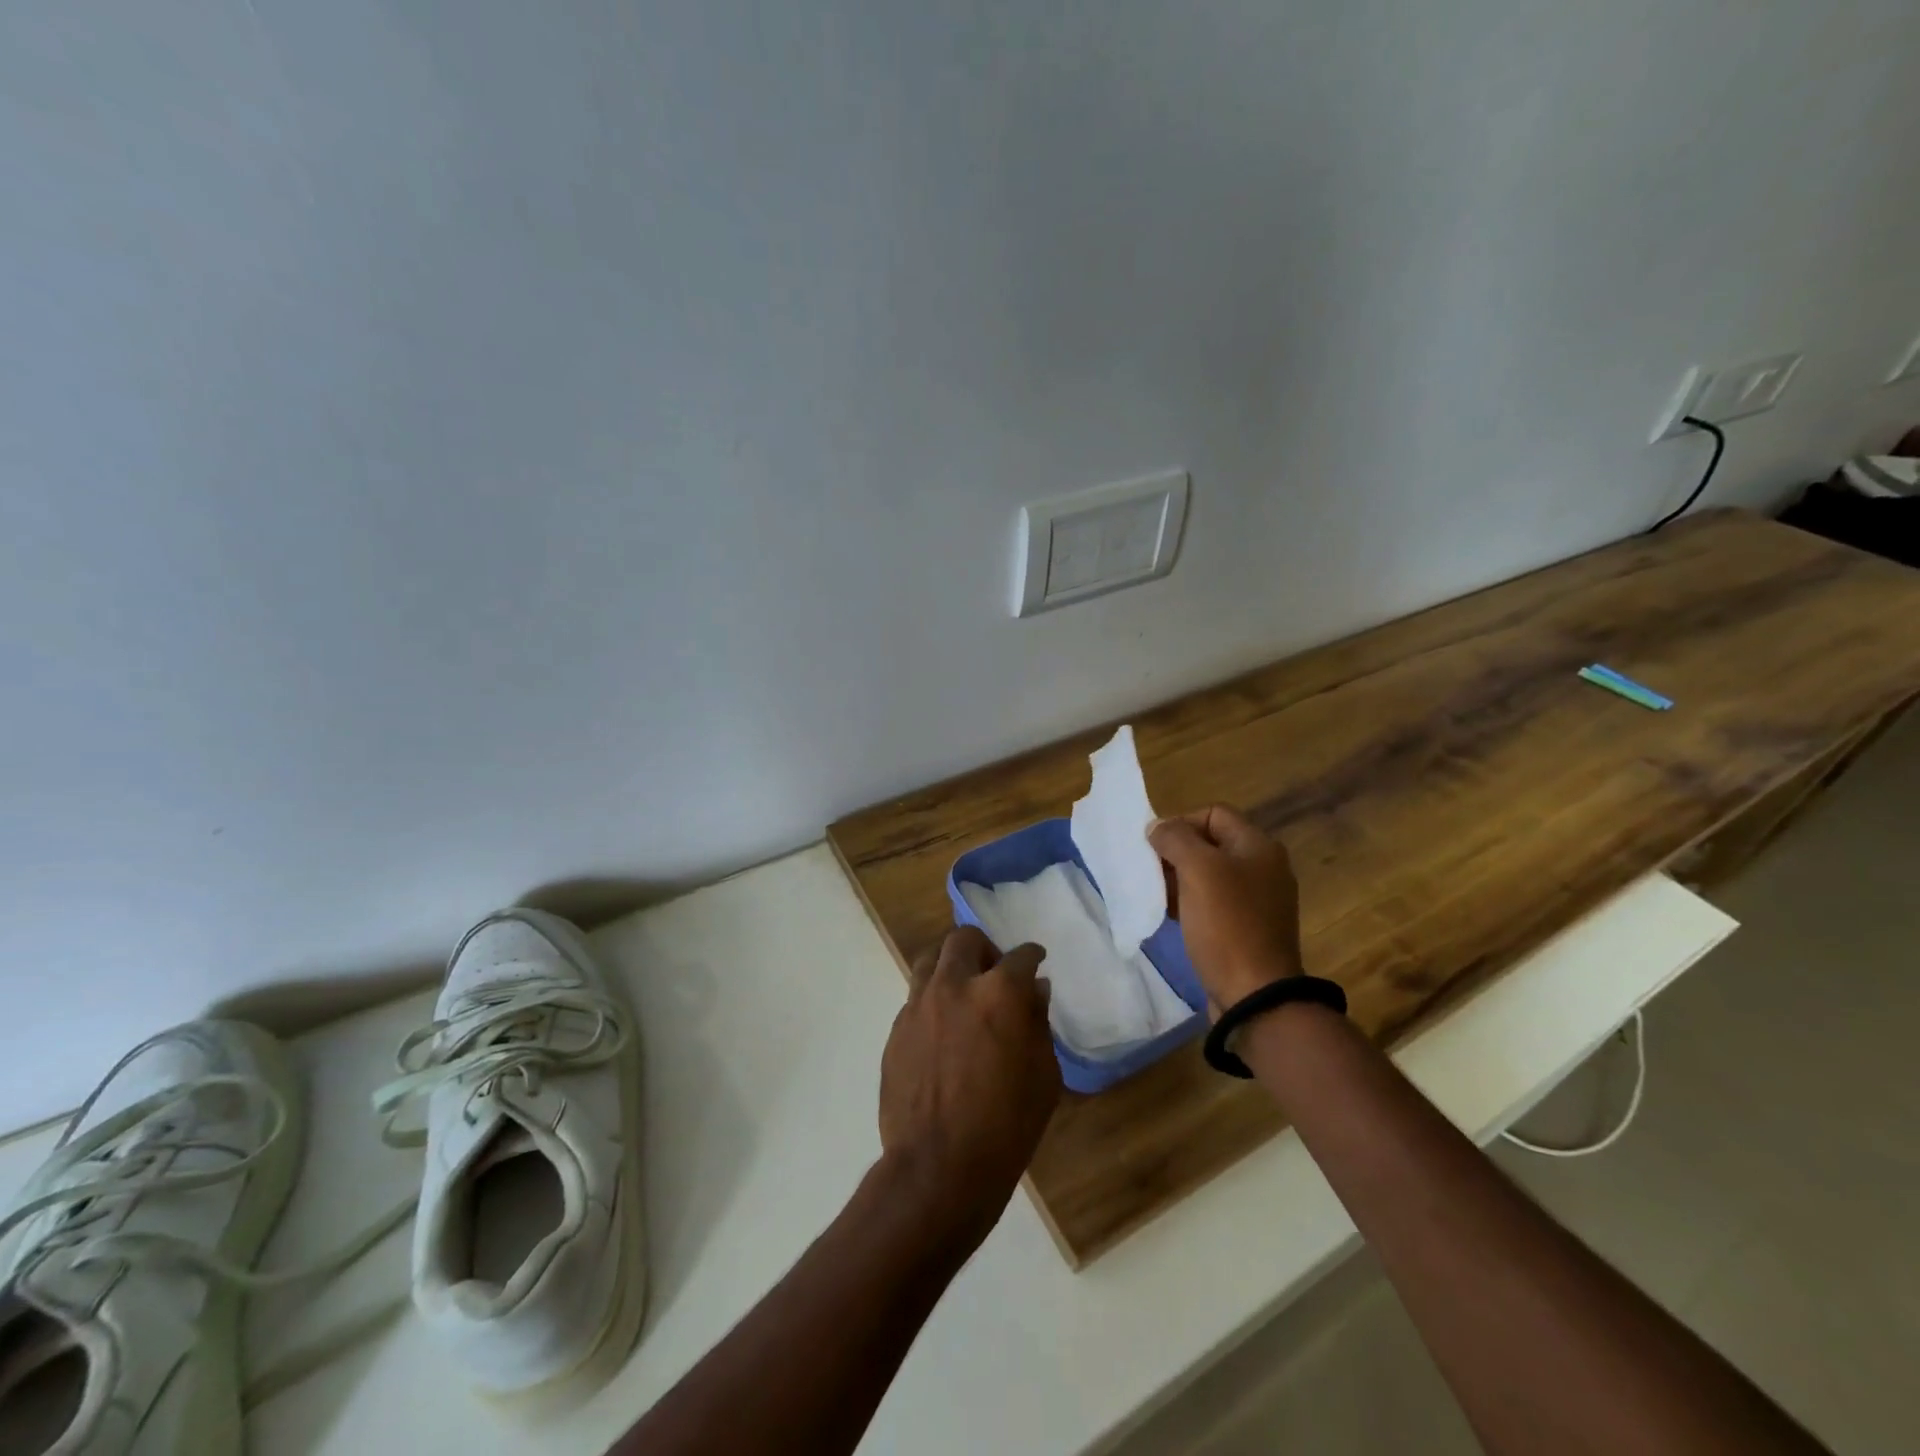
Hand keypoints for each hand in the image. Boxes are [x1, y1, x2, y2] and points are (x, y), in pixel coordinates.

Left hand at [878, 926, 1061, 1247]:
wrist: (937, 1167)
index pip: (1020, 956)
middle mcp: (954, 985)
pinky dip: (934, 998)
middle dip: (985, 949)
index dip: (1032, 956)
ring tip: (963, 989)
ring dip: (952, 964)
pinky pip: (916, 996)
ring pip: (931, 958)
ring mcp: (919, 1004)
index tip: (1036, 961)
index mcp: (998, 994)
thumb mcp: (1043, 1077)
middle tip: (995, 972)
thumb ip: (1038, 1023)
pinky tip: (943, 1027)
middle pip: (965, 939)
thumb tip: (1035, 990)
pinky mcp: (896, 1028)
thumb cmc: (1005, 1127)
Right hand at [1149, 804, 1305, 1013]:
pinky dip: (1189, 902)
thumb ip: (1175, 839)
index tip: (1155, 847)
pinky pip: (1212, 902)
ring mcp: (1256, 900)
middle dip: (1176, 852)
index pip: (1213, 813)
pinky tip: (1169, 914)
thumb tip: (1158, 828)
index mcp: (1258, 846)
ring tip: (1155, 893)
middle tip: (1150, 870)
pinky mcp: (1246, 927)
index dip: (1180, 822)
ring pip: (1208, 874)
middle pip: (1210, 843)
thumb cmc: (1227, 924)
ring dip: (1178, 878)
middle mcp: (1263, 868)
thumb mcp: (1198, 870)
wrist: (1254, 994)